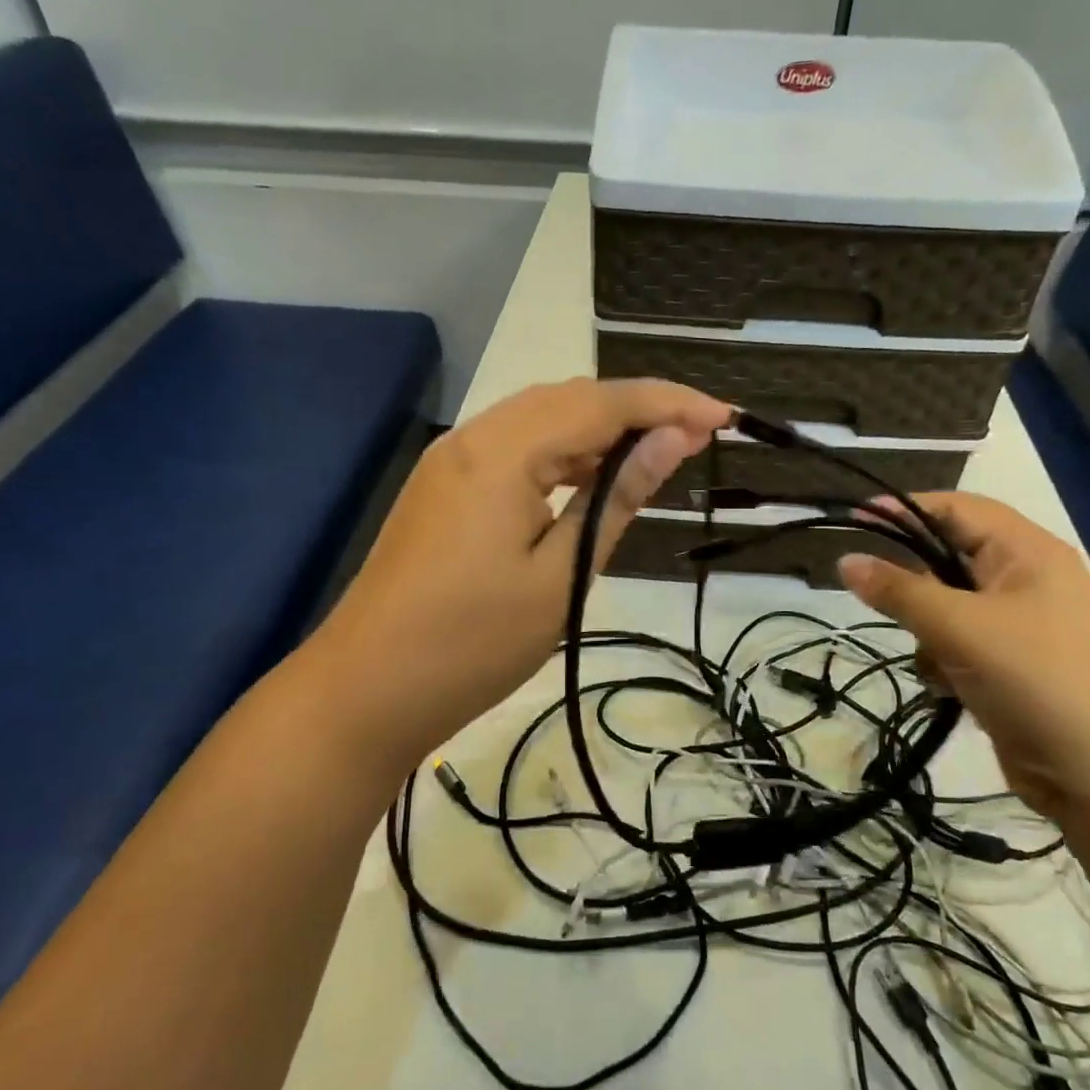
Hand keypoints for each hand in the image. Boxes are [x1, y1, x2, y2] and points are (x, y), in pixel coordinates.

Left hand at [302, 378, 729, 778]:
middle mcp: (473, 437)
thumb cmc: (472, 644)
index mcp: (503, 452)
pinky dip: (562, 453)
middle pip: (570, 399)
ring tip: (654, 457)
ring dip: (600, 429)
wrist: (366, 690)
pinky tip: (589, 479)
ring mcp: (451, 459)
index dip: (669, 403)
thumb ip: (617, 499)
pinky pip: (514, 447)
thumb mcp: (562, 576)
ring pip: (540, 419)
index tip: (724, 417)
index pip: (602, 403)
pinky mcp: (443, 486)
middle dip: (638, 409)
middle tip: (697, 438)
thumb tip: (671, 441)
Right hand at [838, 493, 1089, 815]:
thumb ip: (898, 590)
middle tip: (878, 597)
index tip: (855, 518)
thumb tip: (845, 560)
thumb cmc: (1032, 678)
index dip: (907, 508)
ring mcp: (1024, 625)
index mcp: (1029, 553)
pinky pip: (962, 643)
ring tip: (932, 657)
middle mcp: (1029, 580)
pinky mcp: (1015, 665)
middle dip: (916, 582)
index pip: (959, 508)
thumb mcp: (957, 626)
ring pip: (950, 605)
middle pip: (952, 558)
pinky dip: (945, 659)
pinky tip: (947, 686)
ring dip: (929, 629)